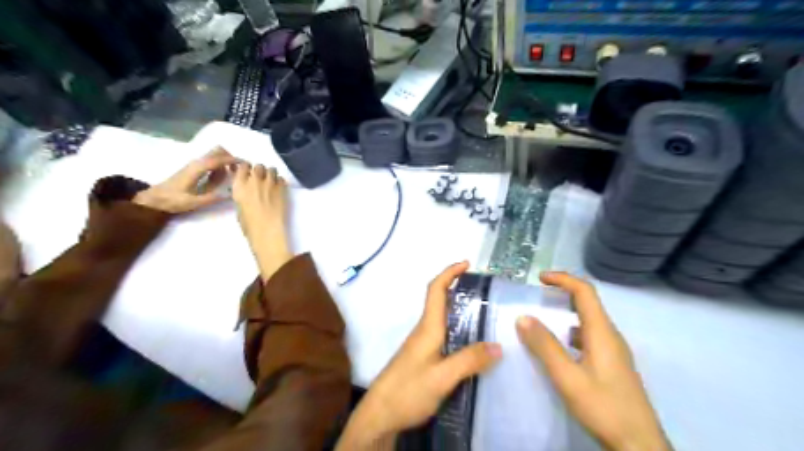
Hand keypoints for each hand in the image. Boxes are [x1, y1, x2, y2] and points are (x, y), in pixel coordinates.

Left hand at [133, 146, 236, 211]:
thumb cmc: (173, 200)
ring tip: (231, 177)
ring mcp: (195, 165)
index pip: (218, 159)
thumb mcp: (193, 202)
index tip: (245, 164)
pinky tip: (220, 179)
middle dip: (231, 157)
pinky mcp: (194, 168)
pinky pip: (211, 162)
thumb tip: (230, 195)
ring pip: (215, 155)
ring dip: (226, 162)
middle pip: (217, 151)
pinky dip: (220, 167)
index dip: (233, 160)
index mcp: (197, 169)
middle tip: (239, 171)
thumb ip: (212, 198)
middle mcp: (197, 163)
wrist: (155, 199)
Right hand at [232, 164, 291, 283]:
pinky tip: (279, 189)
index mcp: (239, 186)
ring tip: (271, 183)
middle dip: (259, 171)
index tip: (248, 172)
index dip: (246, 168)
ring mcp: (270, 183)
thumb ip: (242, 194)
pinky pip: (281, 179)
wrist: (267, 230)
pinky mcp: (282, 188)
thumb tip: (247, 191)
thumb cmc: (249, 225)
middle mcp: (254, 180)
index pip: (242, 166)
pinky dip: (280, 182)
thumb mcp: (239, 207)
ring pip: (272, 169)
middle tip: (261, 179)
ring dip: (271, 174)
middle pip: (258, 166)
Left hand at [337, 263, 500, 449]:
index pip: (436, 290)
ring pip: (441, 317)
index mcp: (428, 327)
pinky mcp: (422, 356)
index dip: (449, 272)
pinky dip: (457, 327)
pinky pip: (442, 332)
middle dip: (458, 287)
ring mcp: (422, 344)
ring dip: (459, 307)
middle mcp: (424, 330)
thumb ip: (469, 360)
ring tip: (484, 313)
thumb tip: (499, 346)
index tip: (466, 263)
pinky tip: (470, 341)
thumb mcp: (443, 377)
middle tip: (484, 290)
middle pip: (439, 300)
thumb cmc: (408, 390)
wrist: (380, 414)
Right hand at [518, 271, 670, 450]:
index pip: (585, 292)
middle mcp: (610, 336)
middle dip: (563, 293)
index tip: (539, 279)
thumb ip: (545, 346)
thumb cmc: (604, 407)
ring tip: (542, 319)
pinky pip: (588, 337)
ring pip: (588, 321)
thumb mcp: (568, 377)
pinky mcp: (612, 365)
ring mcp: (613, 352)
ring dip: (566, 313)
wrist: (639, 446)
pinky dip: (570, 332)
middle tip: (538, 296)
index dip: (563, 279)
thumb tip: (523, 317)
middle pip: (588, 303)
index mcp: (602, 333)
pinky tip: (558, 348)